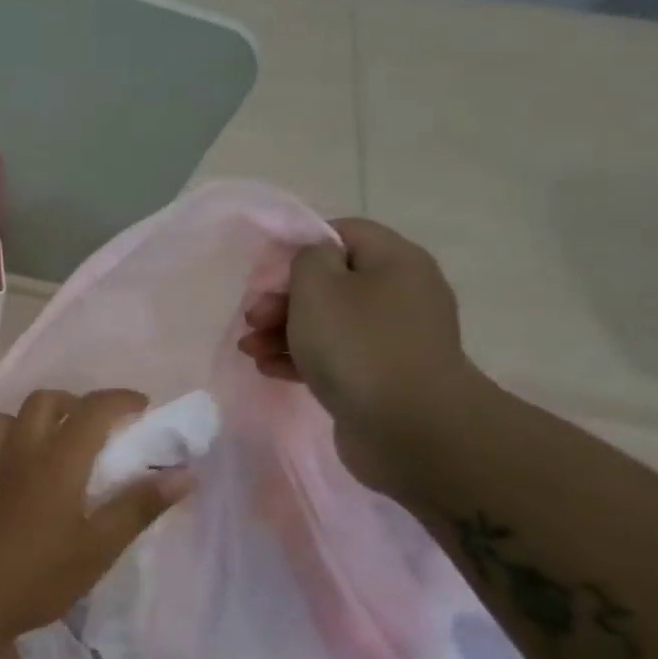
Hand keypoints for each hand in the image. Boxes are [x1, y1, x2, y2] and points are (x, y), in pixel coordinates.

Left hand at [0, 389, 195, 643]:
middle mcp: (18, 450)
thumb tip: (184, 475)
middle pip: (45, 401)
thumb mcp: (97, 548)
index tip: (142, 407)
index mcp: (56, 460)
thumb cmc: (36, 576)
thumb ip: (138, 507)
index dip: (120, 400)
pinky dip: (9, 443)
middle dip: (75, 403)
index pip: (92, 409)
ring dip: (34, 419)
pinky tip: (17, 475)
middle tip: (96, 427)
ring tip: (52, 445)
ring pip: (8, 417)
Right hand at [237, 218, 487, 496]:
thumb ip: (307, 260)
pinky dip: (301, 358)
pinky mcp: (382, 376)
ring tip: (250, 350)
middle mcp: (401, 293)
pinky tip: (269, 369)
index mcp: (395, 261)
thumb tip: (315, 260)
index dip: (301, 246)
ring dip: (284, 332)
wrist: (407, 425)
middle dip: (284, 299)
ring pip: (329, 323)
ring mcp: (394, 338)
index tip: (266, 272)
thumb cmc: (357, 344)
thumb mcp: (318, 287)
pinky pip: (335, 356)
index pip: (344, 233)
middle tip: (252, 319)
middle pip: (332, 282)